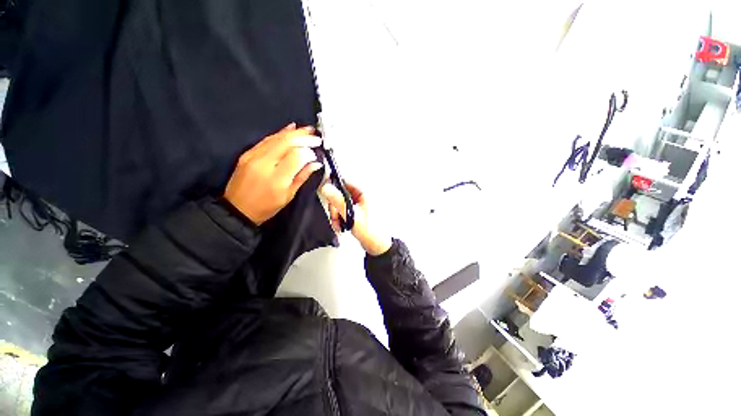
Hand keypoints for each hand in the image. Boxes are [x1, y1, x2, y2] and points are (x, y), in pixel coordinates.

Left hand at [224, 123, 322, 224]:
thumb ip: (302, 177)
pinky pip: (266, 139)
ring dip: (293, 133)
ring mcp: (253, 156)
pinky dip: (280, 133)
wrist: (237, 209)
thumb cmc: (266, 207)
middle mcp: (264, 164)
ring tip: (307, 130)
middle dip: (303, 137)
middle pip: (286, 143)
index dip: (309, 151)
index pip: (296, 156)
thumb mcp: (288, 195)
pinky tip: (289, 128)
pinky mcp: (247, 153)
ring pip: (276, 138)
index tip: (317, 152)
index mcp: (277, 178)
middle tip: (315, 136)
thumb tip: (316, 164)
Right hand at [320, 180, 391, 255]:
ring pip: (341, 204)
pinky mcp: (356, 213)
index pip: (345, 182)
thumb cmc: (371, 231)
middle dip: (335, 207)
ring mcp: (359, 206)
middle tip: (336, 216)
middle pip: (341, 194)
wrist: (377, 246)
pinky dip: (340, 218)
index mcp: (364, 193)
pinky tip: (342, 225)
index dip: (334, 187)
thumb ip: (338, 201)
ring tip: (339, 224)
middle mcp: (362, 197)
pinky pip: (344, 211)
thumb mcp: (351, 215)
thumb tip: (326, 188)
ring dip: (337, 214)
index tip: (328, 195)